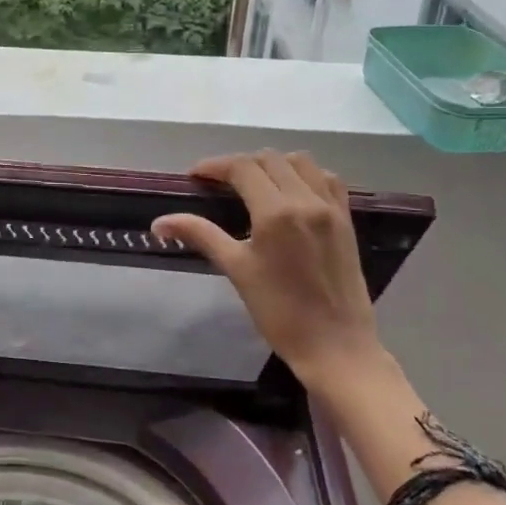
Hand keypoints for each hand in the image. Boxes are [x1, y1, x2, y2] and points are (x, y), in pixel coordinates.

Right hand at [152, 150, 384, 392]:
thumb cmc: (279, 312)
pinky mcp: (346, 220)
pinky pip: (327, 179)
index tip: (195, 176)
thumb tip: (159, 222)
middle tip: (220, 182)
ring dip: (274, 163)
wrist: (335, 345)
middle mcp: (306, 200)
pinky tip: (292, 191)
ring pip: (301, 162)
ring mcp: (331, 208)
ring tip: (255, 183)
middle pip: (270, 159)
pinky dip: (306, 174)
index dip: (215, 166)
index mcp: (276, 212)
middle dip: (241, 164)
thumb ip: (200, 235)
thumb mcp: (236, 270)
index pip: (242, 168)